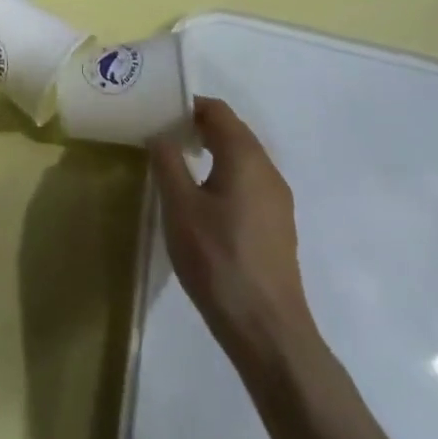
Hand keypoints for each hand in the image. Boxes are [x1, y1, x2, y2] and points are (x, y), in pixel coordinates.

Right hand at [152, 99, 437, 438]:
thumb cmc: (218, 260)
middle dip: (198, 128)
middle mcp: (268, 170)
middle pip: (233, 132)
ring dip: (212, 153)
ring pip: (242, 159)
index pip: (218, 111)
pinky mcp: (278, 227)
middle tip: (163, 137)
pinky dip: (225, 176)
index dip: (188, 106)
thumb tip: (160, 134)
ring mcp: (278, 201)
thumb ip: (167, 161)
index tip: (159, 114)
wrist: (268, 333)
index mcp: (246, 157)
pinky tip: (204, 201)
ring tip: (179, 166)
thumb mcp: (179, 206)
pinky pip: (249, 183)